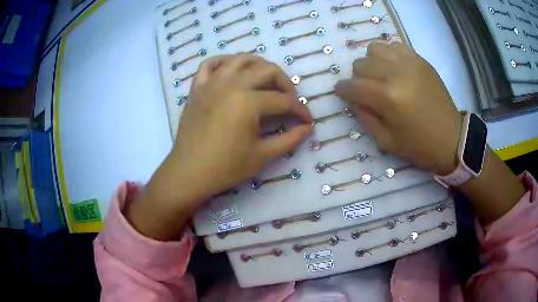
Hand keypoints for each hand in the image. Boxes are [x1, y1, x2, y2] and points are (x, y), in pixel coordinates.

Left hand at [126, 55, 312, 239]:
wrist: (189, 172)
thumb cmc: (226, 167)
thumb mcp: (263, 156)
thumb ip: (290, 139)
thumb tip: (308, 128)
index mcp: (248, 102)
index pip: (284, 101)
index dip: (300, 111)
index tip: (307, 121)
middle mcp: (231, 84)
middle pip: (267, 70)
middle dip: (286, 83)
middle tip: (290, 100)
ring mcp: (211, 83)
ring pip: (241, 59)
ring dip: (259, 66)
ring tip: (266, 81)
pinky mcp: (197, 87)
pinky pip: (210, 64)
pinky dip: (224, 62)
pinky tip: (232, 71)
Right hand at [335, 42, 461, 174]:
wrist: (452, 139)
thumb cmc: (420, 146)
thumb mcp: (386, 141)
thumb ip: (365, 118)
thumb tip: (353, 100)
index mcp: (387, 98)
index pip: (353, 86)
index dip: (342, 90)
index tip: (342, 93)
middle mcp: (396, 74)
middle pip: (361, 64)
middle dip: (357, 78)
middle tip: (366, 90)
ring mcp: (409, 63)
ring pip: (375, 49)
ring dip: (372, 62)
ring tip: (380, 75)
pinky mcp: (420, 60)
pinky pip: (395, 46)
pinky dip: (389, 55)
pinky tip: (394, 68)